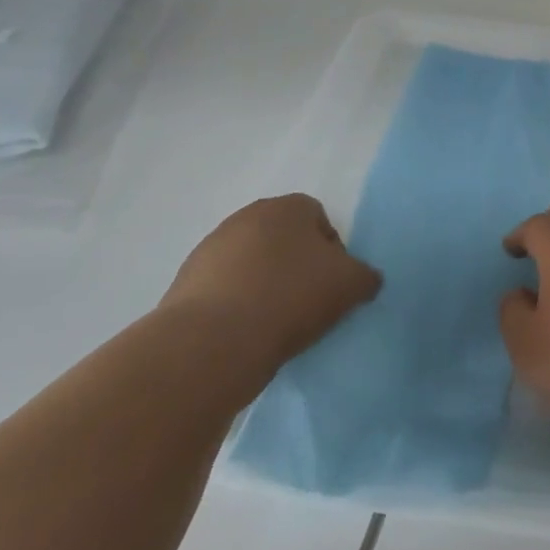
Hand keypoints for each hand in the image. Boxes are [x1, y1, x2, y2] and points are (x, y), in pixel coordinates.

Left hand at [163, 195, 380, 375]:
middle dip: (296, 265)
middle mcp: (245, 217)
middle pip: (283, 239)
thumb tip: (363, 279)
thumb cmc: (291, 298)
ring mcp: (210, 249)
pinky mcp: (184, 282)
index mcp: (287, 207)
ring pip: (252, 263)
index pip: (319, 218)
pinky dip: (237, 304)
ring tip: (274, 322)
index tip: (332, 284)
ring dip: (264, 284)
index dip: (331, 250)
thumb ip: (365, 275)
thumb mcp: (351, 285)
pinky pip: (224, 289)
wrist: (213, 342)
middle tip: (307, 301)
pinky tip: (245, 332)